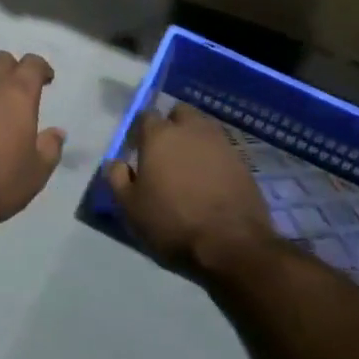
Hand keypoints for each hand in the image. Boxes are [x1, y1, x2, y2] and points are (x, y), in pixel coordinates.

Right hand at [106, 104, 275, 272]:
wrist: (233, 245)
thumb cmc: (173, 223)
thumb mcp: (131, 208)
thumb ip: (117, 179)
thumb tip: (115, 162)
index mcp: (159, 135)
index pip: (145, 116)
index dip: (140, 131)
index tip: (138, 150)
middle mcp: (190, 129)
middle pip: (179, 113)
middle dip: (172, 125)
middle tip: (166, 153)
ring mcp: (220, 143)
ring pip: (203, 128)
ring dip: (195, 139)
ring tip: (190, 167)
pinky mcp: (243, 162)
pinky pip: (222, 150)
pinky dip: (214, 159)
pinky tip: (211, 182)